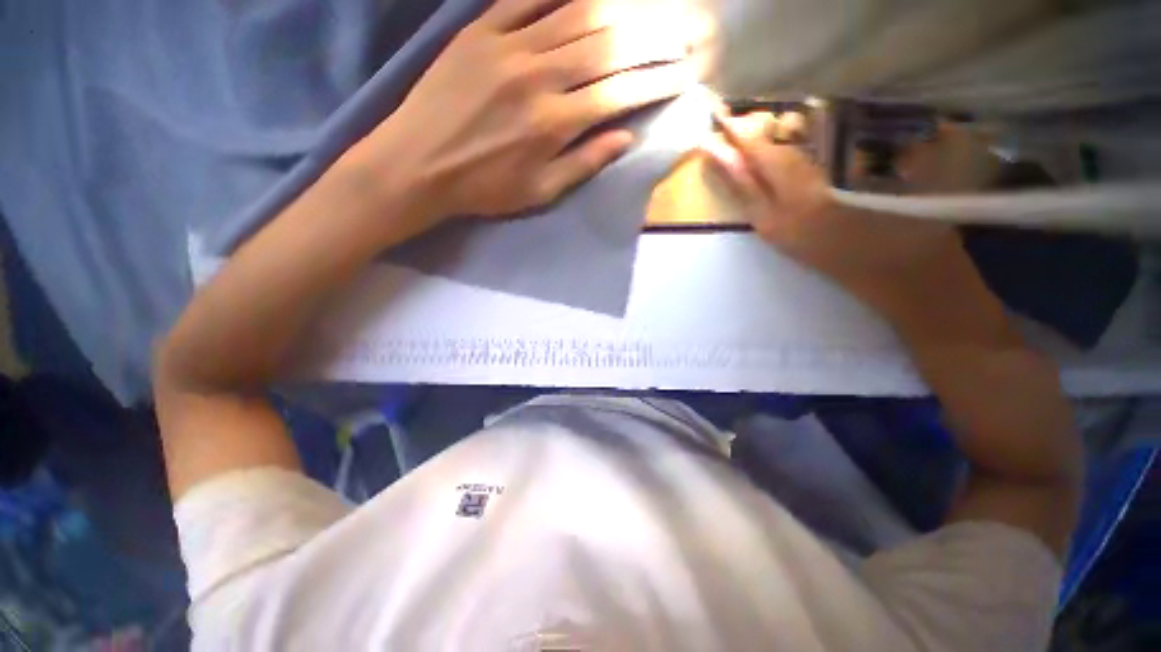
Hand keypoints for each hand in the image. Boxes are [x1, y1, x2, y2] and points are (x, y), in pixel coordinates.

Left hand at [348, 0, 697, 233]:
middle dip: (653, 36)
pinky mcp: (480, 29)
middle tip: (684, 31)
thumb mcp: (539, 192)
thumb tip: (625, 139)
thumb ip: (583, 164)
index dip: (656, 81)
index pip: (619, 92)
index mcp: (553, 124)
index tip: (684, 74)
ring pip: (576, 13)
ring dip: (621, 9)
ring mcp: (507, 45)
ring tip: (651, 9)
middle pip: (607, 45)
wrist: (418, 164)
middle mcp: (538, 76)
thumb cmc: (483, 187)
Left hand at [703, 111, 971, 310]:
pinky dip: (744, 192)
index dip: (744, 138)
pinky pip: (753, 211)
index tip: (723, 115)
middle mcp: (780, 220)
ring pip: (744, 199)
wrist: (905, 283)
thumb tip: (815, 126)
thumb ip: (848, 154)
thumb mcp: (889, 179)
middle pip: (745, 183)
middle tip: (708, 134)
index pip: (765, 162)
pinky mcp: (781, 244)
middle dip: (726, 157)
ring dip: (730, 175)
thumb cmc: (914, 227)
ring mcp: (777, 235)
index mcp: (806, 202)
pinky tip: (742, 180)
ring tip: (714, 152)